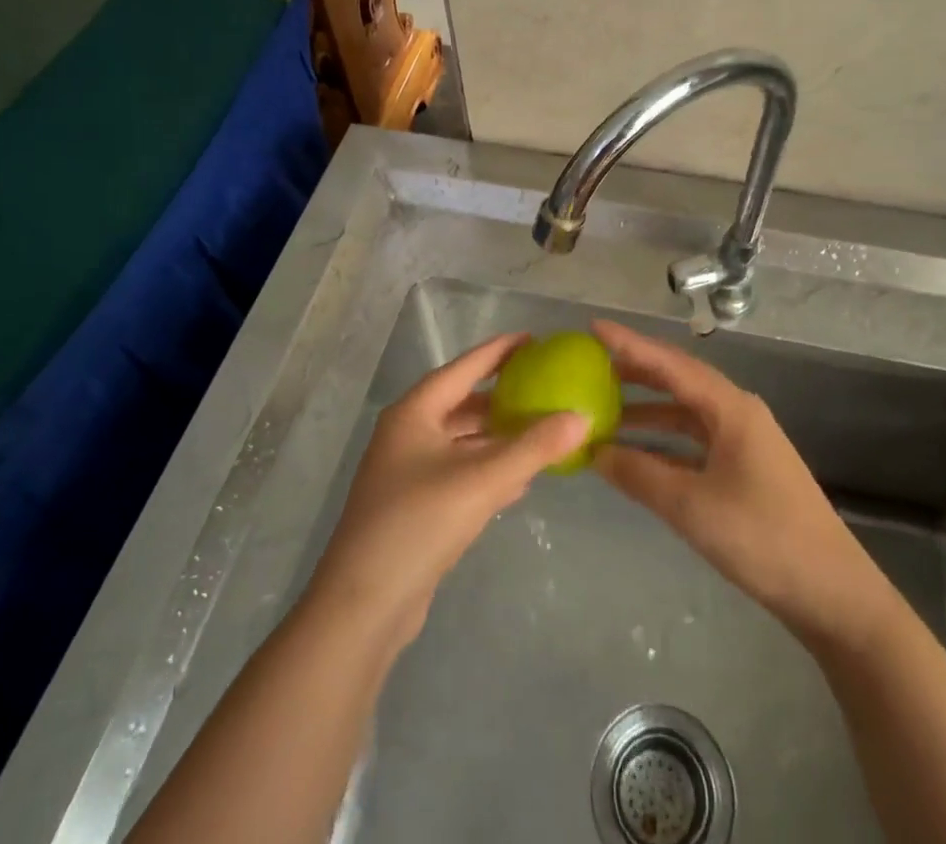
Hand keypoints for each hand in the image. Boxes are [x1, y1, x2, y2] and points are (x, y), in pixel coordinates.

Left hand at [306, 333, 590, 652]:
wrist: (364, 607)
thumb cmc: (418, 524)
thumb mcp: (481, 480)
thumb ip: (533, 448)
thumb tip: (581, 417)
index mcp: (414, 413)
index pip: (462, 369)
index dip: (497, 352)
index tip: (532, 339)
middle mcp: (408, 434)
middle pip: (462, 404)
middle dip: (501, 396)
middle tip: (543, 385)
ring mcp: (408, 472)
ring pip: (462, 442)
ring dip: (498, 437)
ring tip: (540, 429)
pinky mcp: (415, 507)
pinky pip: (460, 474)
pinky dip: (489, 470)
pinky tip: (520, 480)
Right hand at [591, 320, 893, 646]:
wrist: (834, 595)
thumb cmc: (764, 539)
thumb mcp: (692, 507)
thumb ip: (639, 475)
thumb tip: (593, 450)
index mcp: (731, 408)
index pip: (670, 364)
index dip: (629, 344)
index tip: (592, 328)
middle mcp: (737, 413)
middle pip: (679, 380)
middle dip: (635, 371)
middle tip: (591, 365)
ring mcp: (744, 442)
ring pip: (686, 412)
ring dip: (647, 410)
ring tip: (604, 410)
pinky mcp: (745, 469)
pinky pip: (694, 441)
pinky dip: (664, 441)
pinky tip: (638, 453)